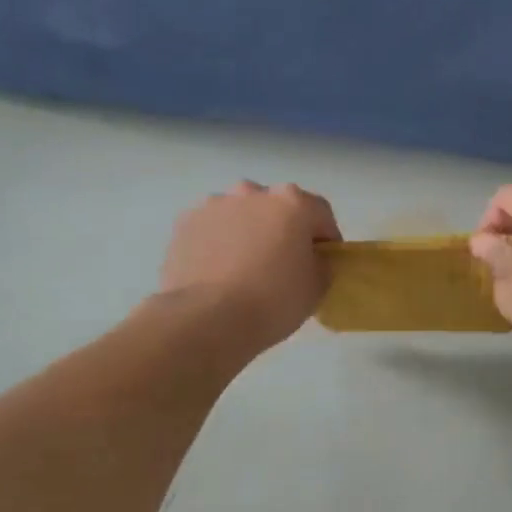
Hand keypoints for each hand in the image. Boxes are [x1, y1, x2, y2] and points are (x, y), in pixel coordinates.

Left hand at [160, 182, 340, 351]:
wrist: (206, 319)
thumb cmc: (273, 300)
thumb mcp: (317, 287)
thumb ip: (321, 264)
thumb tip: (312, 259)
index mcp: (292, 202)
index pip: (321, 213)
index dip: (327, 238)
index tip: (324, 262)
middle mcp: (252, 192)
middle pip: (278, 207)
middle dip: (284, 229)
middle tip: (284, 263)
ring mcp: (214, 205)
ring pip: (241, 214)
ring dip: (249, 231)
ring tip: (245, 268)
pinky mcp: (184, 224)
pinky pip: (212, 229)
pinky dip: (219, 243)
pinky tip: (218, 272)